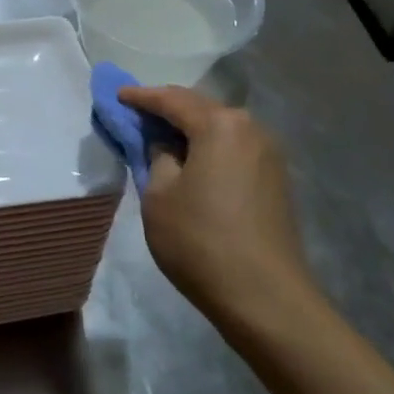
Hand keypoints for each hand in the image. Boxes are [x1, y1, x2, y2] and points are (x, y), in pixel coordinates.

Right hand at [119, 86, 318, 330]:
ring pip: (220, 127)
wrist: (265, 297)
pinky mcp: (275, 178)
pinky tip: (192, 158)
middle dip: (167, 107)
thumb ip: (156, 157)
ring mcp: (269, 153)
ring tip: (161, 135)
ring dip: (190, 127)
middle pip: (200, 107)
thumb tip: (165, 145)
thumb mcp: (159, 196)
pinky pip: (233, 147)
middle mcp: (250, 128)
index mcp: (219, 125)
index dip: (141, 97)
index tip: (117, 96)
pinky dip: (209, 145)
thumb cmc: (200, 241)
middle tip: (137, 112)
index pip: (172, 100)